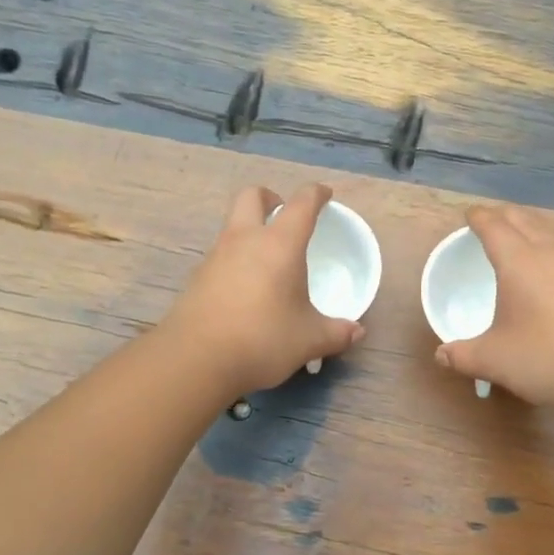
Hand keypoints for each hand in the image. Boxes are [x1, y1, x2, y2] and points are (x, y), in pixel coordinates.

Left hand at [164, 183, 364, 395]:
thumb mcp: (309, 340)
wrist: (196, 360)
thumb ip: (337, 333)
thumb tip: (356, 332)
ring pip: (232, 226)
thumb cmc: (263, 340)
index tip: (325, 196)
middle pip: (252, 196)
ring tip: (268, 262)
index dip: (316, 194)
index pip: (302, 203)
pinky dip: (235, 261)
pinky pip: (220, 256)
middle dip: (270, 198)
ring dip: (250, 231)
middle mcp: (244, 240)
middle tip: (284, 217)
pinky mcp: (196, 279)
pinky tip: (245, 291)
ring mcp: (215, 257)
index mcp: (279, 244)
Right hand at [434, 204, 553, 412]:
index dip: (478, 218)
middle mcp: (553, 252)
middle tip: (492, 223)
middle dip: (504, 216)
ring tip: (524, 246)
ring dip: (534, 233)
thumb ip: (463, 355)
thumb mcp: (495, 361)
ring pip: (553, 234)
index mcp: (519, 261)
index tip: (469, 216)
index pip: (494, 225)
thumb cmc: (548, 359)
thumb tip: (441, 355)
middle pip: (524, 219)